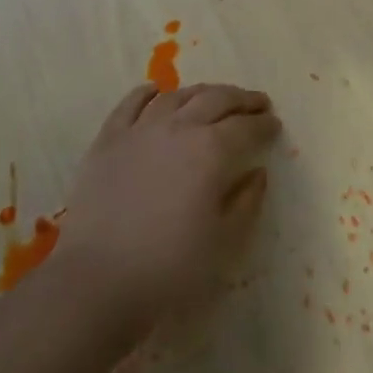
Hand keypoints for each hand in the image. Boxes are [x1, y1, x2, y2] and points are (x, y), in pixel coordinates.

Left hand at [54, 83, 280, 337]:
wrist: (98, 280)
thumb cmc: (170, 266)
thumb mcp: (224, 242)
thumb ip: (247, 202)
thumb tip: (257, 173)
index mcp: (212, 150)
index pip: (246, 127)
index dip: (264, 124)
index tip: (274, 125)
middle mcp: (180, 127)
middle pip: (217, 99)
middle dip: (242, 99)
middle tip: (257, 103)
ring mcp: (141, 129)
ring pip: (178, 95)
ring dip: (203, 92)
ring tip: (214, 98)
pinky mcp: (109, 138)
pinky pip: (131, 103)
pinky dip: (149, 93)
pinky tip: (157, 92)